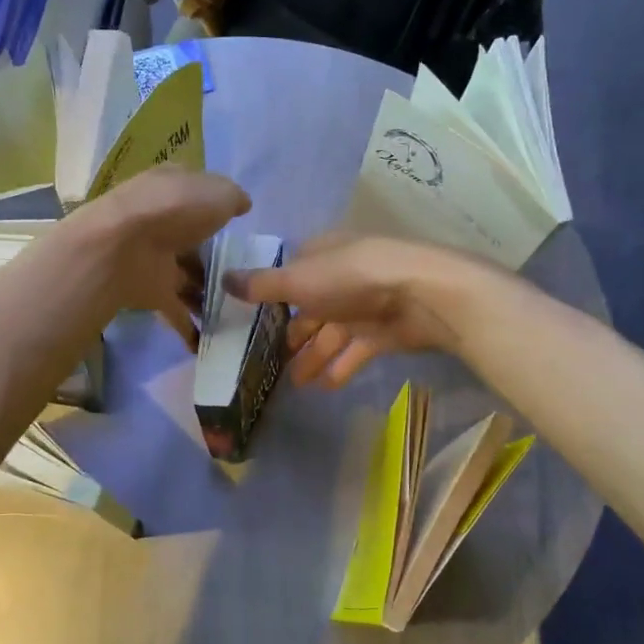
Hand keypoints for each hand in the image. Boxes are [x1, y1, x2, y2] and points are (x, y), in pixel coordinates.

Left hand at [70, 166, 250, 348]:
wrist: (122, 248)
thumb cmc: (175, 209)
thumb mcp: (218, 193)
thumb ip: (233, 198)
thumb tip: (241, 205)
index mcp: (173, 188)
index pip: (197, 194)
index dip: (217, 206)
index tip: (239, 225)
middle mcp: (162, 222)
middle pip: (193, 240)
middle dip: (214, 259)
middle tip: (246, 277)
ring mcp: (154, 258)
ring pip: (187, 277)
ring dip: (206, 295)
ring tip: (238, 313)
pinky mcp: (149, 291)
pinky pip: (175, 311)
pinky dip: (189, 329)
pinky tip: (208, 344)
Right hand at [225, 234, 482, 387]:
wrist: (420, 295)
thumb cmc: (351, 278)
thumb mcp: (298, 280)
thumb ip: (261, 285)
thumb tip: (222, 279)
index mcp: (321, 256)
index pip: (290, 275)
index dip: (270, 297)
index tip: (251, 323)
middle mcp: (341, 278)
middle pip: (310, 309)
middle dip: (292, 335)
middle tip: (271, 362)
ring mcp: (364, 305)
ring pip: (331, 334)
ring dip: (313, 357)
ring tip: (295, 384)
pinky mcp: (383, 331)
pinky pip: (355, 351)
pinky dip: (340, 367)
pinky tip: (325, 387)